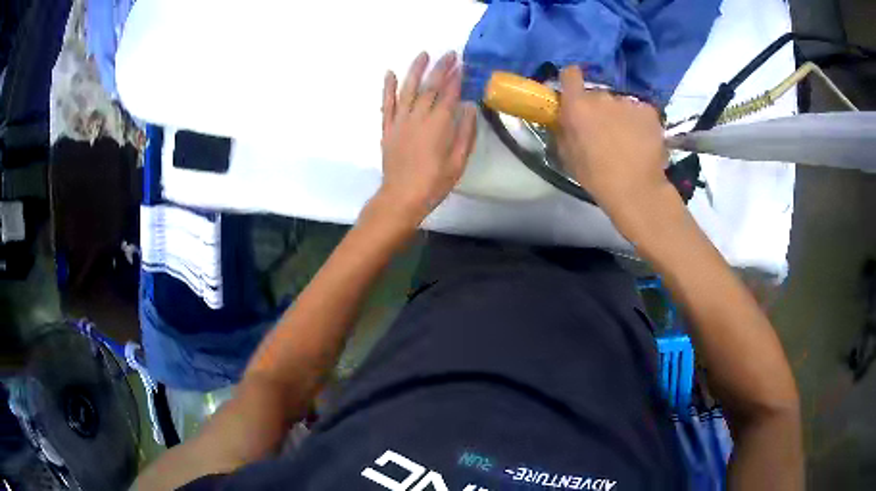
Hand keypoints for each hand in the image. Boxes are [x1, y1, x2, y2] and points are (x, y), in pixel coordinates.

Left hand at [376, 51, 477, 224]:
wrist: (402, 197)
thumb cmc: (434, 183)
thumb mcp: (458, 162)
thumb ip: (465, 133)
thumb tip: (469, 108)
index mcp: (439, 125)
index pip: (449, 95)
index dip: (456, 79)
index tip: (461, 65)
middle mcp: (419, 117)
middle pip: (430, 87)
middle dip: (440, 68)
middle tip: (449, 54)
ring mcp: (400, 121)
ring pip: (408, 89)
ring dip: (415, 70)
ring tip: (423, 54)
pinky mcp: (387, 128)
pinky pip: (387, 104)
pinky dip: (388, 88)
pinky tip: (390, 73)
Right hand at [556, 66, 672, 228]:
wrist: (636, 190)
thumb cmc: (596, 177)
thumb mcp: (567, 155)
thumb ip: (563, 129)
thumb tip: (564, 118)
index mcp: (577, 106)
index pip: (570, 74)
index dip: (572, 80)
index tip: (574, 92)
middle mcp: (602, 97)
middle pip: (597, 94)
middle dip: (598, 108)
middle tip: (604, 130)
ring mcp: (627, 102)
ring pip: (620, 104)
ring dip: (620, 116)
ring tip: (627, 140)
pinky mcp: (648, 111)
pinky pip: (639, 111)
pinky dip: (639, 122)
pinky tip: (642, 141)